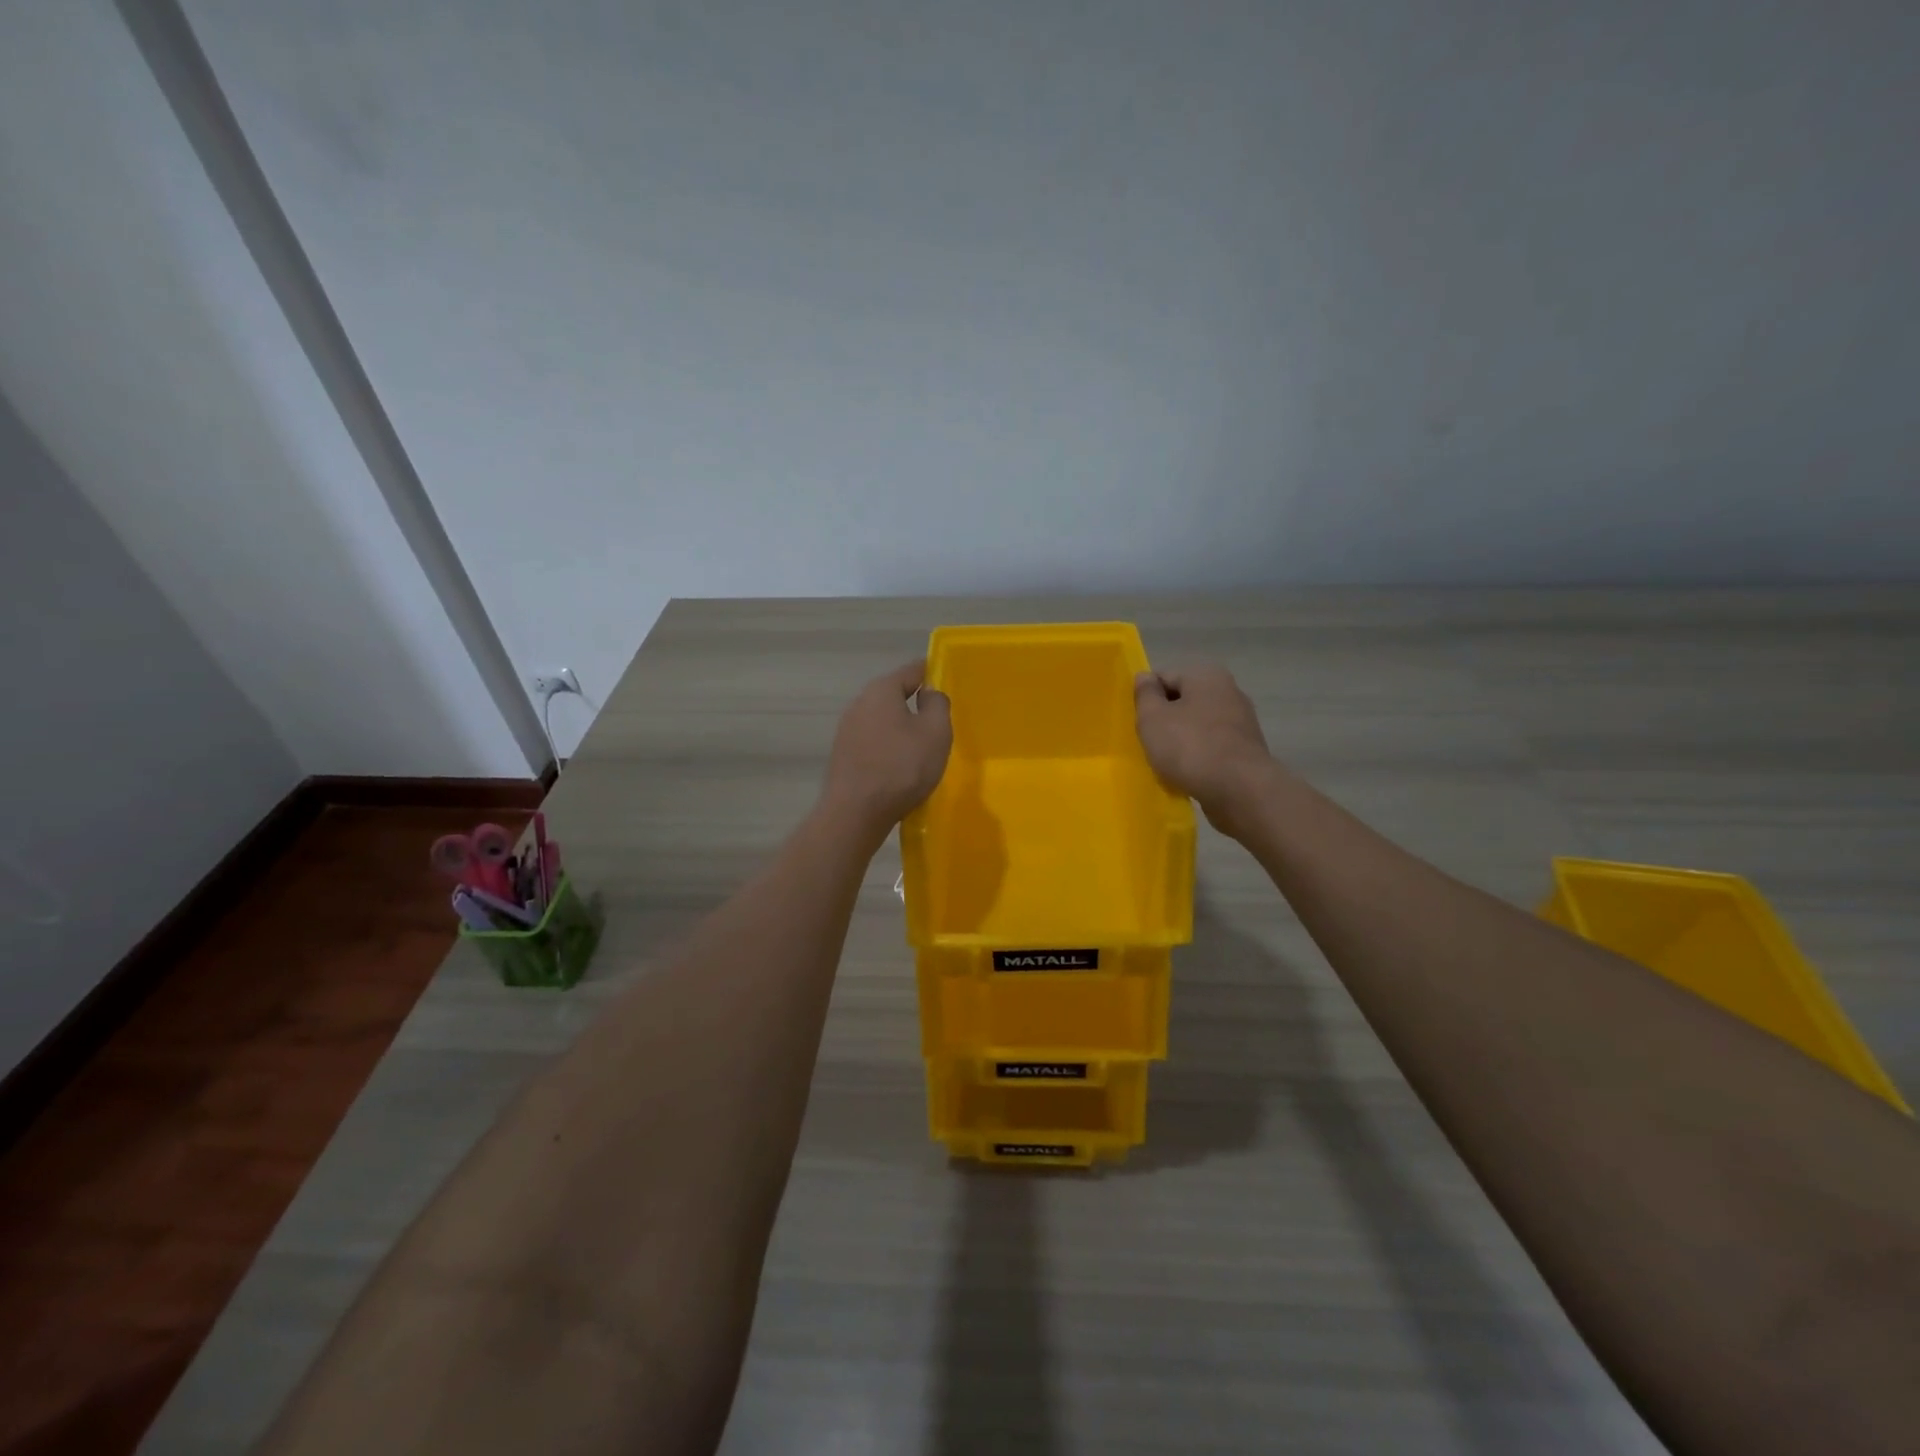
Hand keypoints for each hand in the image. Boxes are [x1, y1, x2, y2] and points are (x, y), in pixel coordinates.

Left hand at [820, 660, 952, 837]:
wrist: (856, 813)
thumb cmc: (901, 767)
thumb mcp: (935, 732)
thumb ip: (937, 704)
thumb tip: (928, 693)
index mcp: (881, 690)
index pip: (911, 671)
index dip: (932, 673)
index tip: (947, 682)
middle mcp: (859, 703)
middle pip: (893, 695)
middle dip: (915, 703)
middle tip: (939, 720)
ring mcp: (847, 730)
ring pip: (882, 720)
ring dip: (901, 728)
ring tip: (922, 747)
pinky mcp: (843, 755)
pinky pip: (873, 742)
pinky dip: (888, 748)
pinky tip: (900, 767)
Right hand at [1134, 665, 1275, 836]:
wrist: (1239, 791)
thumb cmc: (1190, 747)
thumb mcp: (1153, 717)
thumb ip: (1145, 694)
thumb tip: (1145, 677)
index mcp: (1206, 676)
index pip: (1164, 678)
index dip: (1145, 699)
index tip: (1137, 722)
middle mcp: (1229, 691)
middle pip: (1183, 702)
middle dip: (1164, 721)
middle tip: (1148, 743)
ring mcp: (1242, 722)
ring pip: (1197, 727)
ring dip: (1180, 741)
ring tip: (1166, 763)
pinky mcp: (1246, 751)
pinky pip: (1212, 748)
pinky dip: (1198, 758)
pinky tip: (1187, 775)